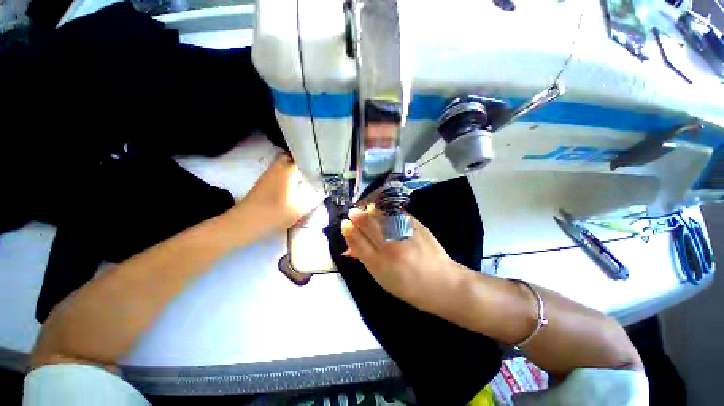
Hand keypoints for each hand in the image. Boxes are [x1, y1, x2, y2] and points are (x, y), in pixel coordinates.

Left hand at [231, 153, 324, 234]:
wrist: (244, 223)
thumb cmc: (274, 214)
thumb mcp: (299, 209)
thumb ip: (314, 199)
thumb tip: (322, 191)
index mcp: (287, 171)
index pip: (302, 157)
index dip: (312, 160)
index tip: (321, 166)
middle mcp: (276, 168)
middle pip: (289, 156)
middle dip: (301, 161)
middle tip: (312, 171)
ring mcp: (268, 174)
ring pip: (282, 163)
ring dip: (293, 167)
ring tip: (304, 177)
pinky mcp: (263, 182)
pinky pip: (277, 170)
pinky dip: (286, 173)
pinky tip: (292, 184)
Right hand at [341, 206, 464, 313]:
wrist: (442, 283)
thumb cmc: (408, 286)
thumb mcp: (382, 278)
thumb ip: (365, 259)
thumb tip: (348, 248)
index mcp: (379, 265)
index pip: (357, 241)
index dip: (348, 230)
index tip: (345, 223)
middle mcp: (390, 247)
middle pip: (367, 224)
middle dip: (356, 215)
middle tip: (353, 213)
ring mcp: (404, 233)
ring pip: (380, 214)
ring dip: (369, 209)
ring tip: (366, 210)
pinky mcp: (416, 225)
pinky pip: (396, 211)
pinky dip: (385, 209)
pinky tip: (382, 210)